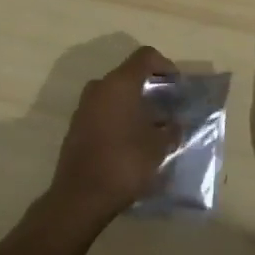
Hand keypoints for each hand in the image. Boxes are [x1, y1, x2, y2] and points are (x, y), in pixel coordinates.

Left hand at [46, 45, 176, 227]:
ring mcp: (84, 107)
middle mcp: (99, 88)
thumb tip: (175, 124)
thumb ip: (171, 129)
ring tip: (152, 126)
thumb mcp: (158, 147)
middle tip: (167, 106)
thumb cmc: (124, 163)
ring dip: (134, 103)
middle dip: (150, 87)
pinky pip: (103, 110)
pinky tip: (131, 140)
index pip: (146, 56)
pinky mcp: (76, 126)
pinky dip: (119, 117)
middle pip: (129, 75)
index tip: (177, 86)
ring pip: (114, 93)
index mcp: (120, 84)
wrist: (80, 197)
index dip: (165, 65)